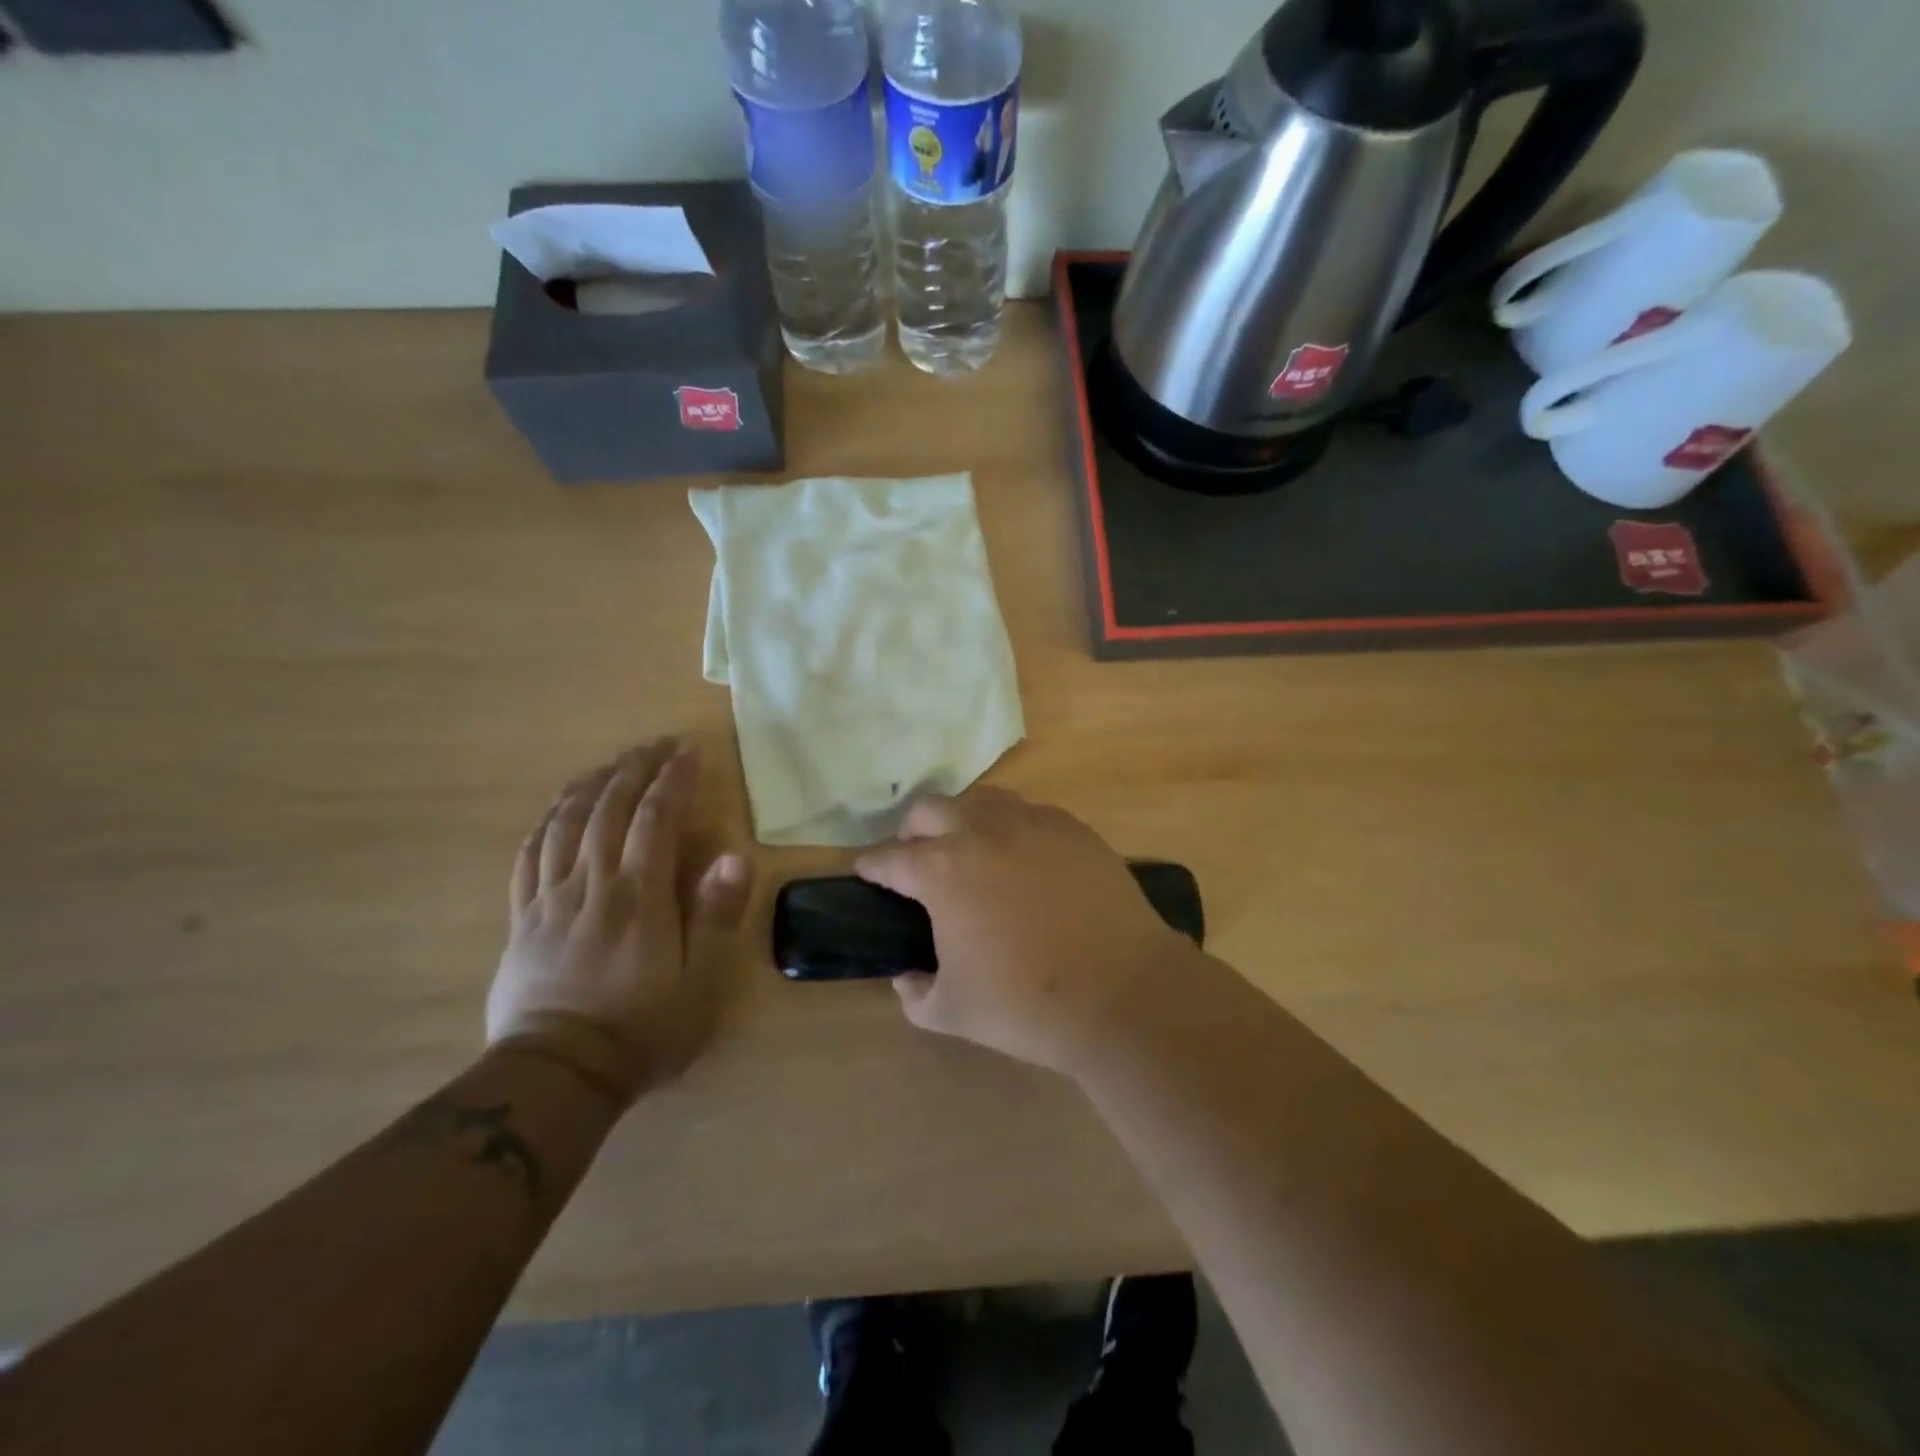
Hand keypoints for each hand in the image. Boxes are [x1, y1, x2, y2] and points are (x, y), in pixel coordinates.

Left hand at [487, 739, 753, 1106]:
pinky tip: (557, 810)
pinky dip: (544, 824)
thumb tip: (733, 857)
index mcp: (638, 896)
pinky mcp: (522, 920)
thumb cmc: (641, 1031)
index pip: (655, 819)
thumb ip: (715, 916)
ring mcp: (550, 900)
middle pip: (608, 809)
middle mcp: (592, 884)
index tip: (689, 751)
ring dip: (589, 786)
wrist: (557, 1076)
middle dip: (633, 769)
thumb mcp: (699, 982)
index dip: (673, 780)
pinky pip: (528, 858)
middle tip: (654, 745)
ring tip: (609, 764)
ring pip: (564, 825)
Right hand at [855, 787, 1193, 1073]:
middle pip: (930, 809)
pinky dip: (1013, 829)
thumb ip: (915, 994)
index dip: (873, 865)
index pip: (891, 857)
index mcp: (943, 870)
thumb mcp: (952, 1013)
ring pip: (982, 800)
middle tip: (918, 859)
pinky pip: (1030, 813)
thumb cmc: (1026, 1005)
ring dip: (964, 819)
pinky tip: (1025, 860)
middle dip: (913, 831)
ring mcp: (1032, 823)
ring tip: (971, 851)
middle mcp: (981, 832)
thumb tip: (907, 977)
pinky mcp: (1073, 828)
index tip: (867, 871)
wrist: (1121, 992)